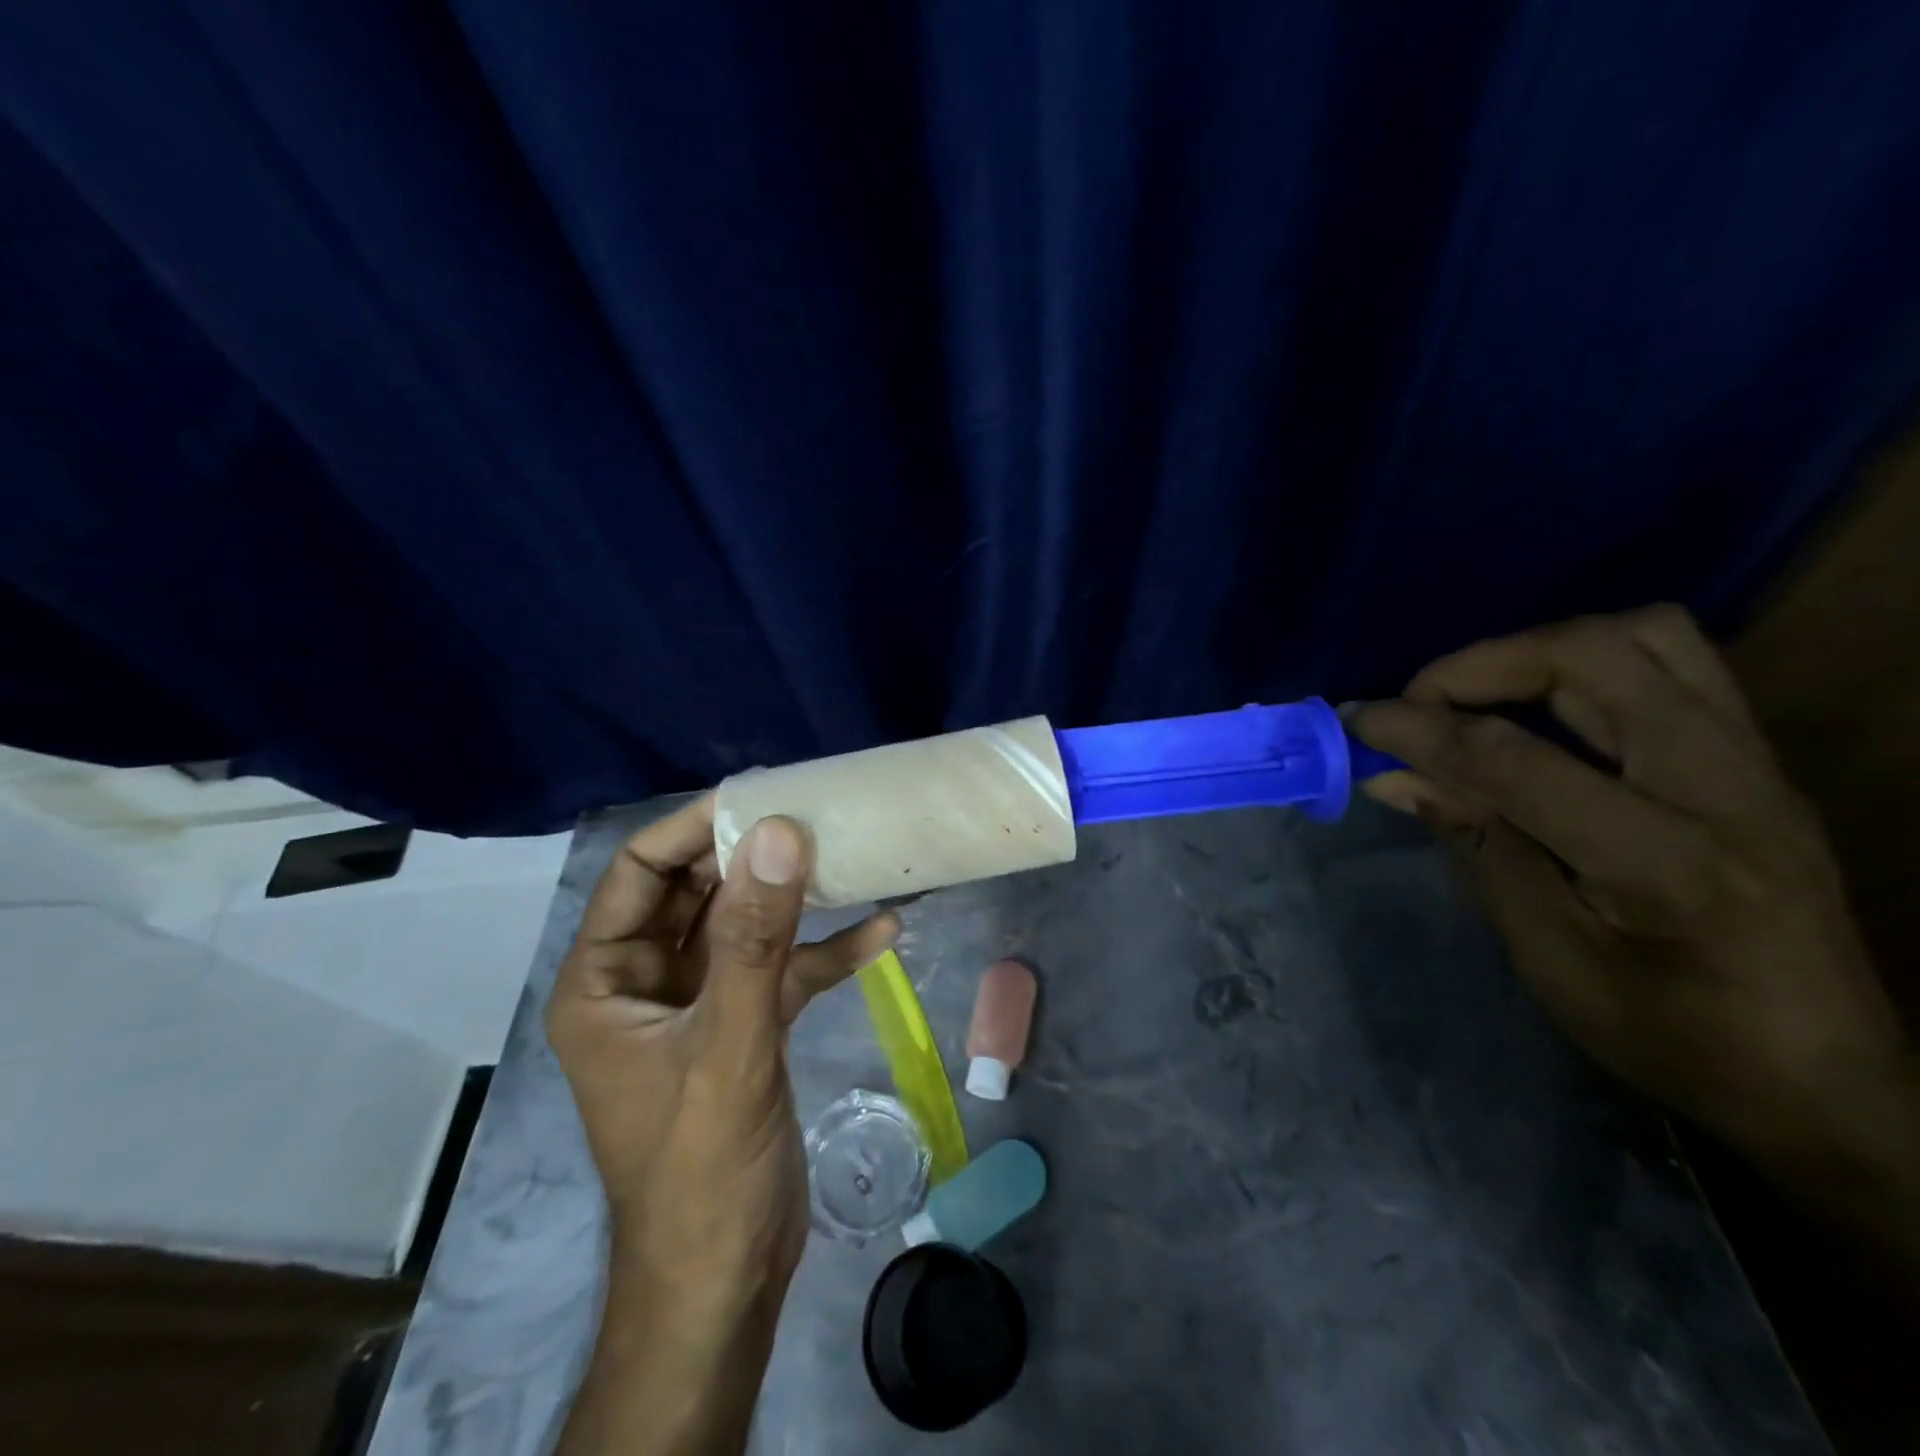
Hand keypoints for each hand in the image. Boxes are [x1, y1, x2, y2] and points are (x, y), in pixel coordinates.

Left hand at [547, 795, 898, 1286]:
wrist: (726, 1279)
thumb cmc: (701, 1168)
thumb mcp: (730, 1045)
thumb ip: (755, 940)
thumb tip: (778, 834)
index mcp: (606, 980)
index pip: (641, 872)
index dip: (693, 828)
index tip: (759, 794)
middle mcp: (645, 981)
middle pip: (697, 891)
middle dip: (752, 855)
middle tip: (814, 812)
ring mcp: (698, 1003)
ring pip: (744, 926)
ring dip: (793, 898)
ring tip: (848, 853)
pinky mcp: (743, 1027)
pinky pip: (781, 972)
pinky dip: (823, 951)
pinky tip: (882, 930)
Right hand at [1351, 607, 1917, 1211]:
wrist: (1828, 1082)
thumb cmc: (1671, 1036)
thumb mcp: (1548, 952)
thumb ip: (1475, 844)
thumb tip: (1393, 777)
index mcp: (1664, 859)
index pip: (1513, 757)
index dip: (1419, 730)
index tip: (1356, 721)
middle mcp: (1723, 784)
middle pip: (1592, 655)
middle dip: (1479, 665)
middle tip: (1419, 705)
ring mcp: (1754, 762)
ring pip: (1644, 635)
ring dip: (1539, 652)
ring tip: (1479, 698)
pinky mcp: (1757, 760)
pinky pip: (1672, 663)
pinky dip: (1586, 666)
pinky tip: (1542, 712)